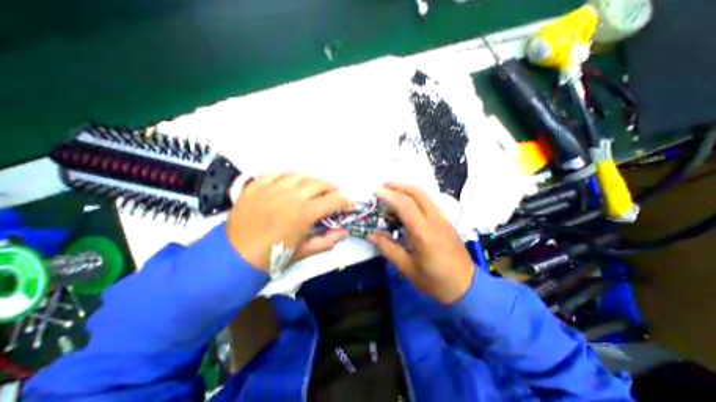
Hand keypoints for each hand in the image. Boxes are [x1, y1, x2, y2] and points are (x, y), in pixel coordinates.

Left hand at [227, 173, 351, 272]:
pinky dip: (287, 177)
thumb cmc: (273, 257)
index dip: (346, 202)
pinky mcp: (256, 185)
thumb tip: (345, 231)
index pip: (334, 200)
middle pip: (320, 183)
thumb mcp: (304, 252)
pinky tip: (289, 185)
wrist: (234, 257)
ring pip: (300, 175)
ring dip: (311, 182)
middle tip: (332, 197)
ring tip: (312, 190)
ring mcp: (272, 187)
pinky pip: (277, 173)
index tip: (349, 205)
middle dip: (332, 189)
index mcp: (304, 213)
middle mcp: (291, 195)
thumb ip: (328, 241)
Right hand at [369, 182, 473, 304]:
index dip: (390, 196)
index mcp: (424, 233)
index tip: (376, 191)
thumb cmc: (434, 281)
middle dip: (398, 186)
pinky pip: (429, 203)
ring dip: (407, 189)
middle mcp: (435, 221)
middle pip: (417, 193)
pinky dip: (415, 197)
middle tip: (383, 185)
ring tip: (392, 190)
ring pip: (425, 196)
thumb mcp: (407, 268)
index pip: (406, 206)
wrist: (466, 287)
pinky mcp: (447, 222)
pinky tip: (407, 203)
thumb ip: (388, 249)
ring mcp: (443, 219)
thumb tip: (371, 235)